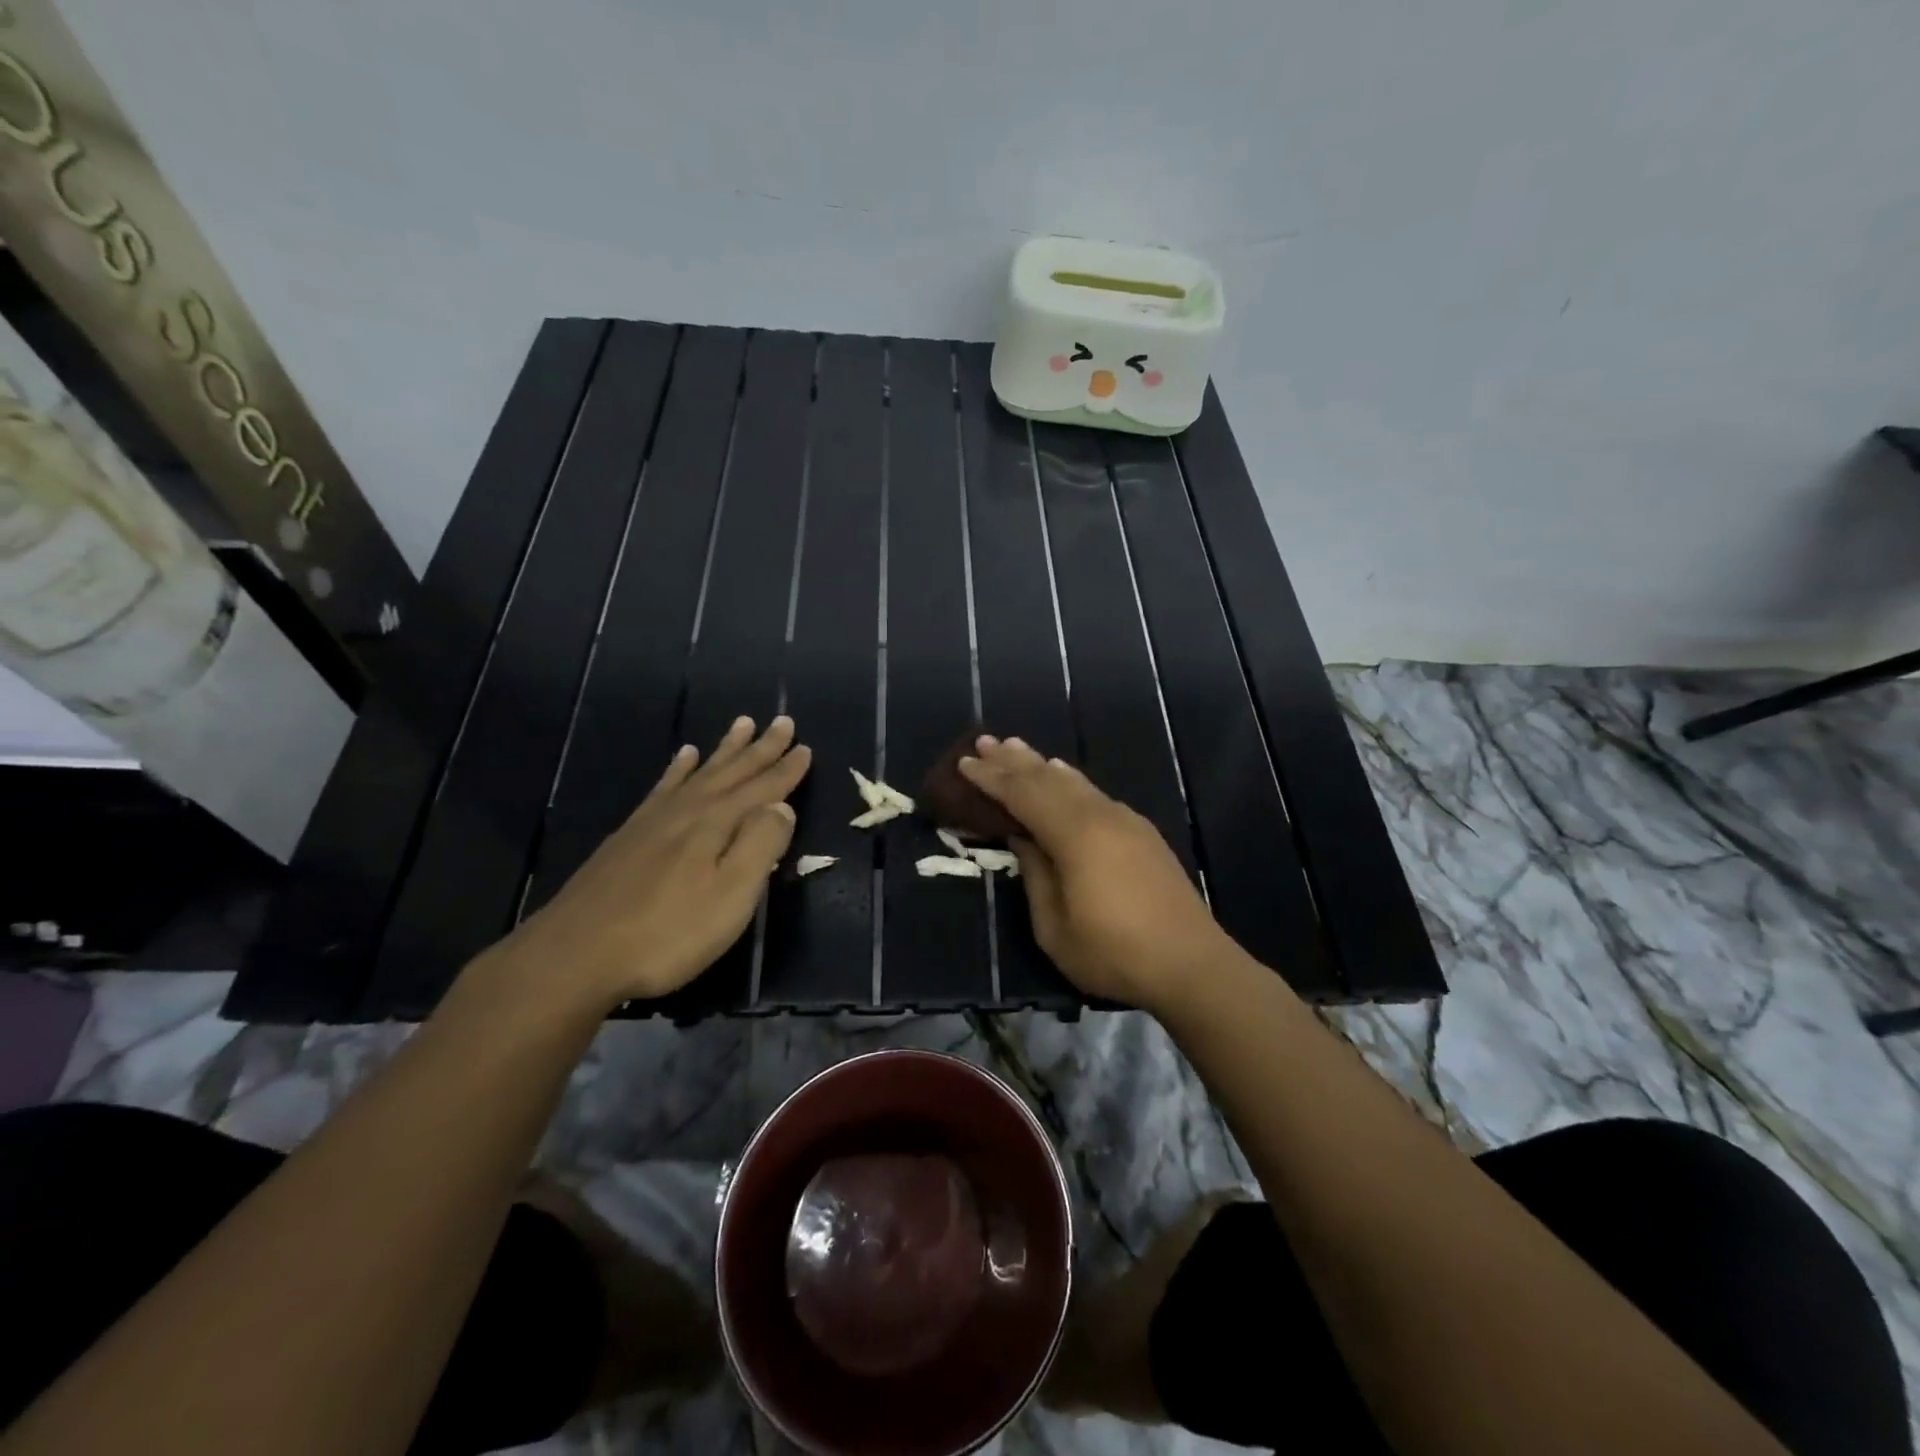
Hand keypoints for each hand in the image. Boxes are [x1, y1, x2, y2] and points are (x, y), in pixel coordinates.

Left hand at [486, 716, 810, 1009]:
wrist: (576, 954)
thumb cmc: (668, 933)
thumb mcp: (731, 896)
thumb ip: (760, 847)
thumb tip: (782, 808)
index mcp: (717, 824)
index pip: (762, 790)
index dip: (786, 770)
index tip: (806, 747)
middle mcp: (688, 810)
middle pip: (733, 772)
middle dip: (761, 748)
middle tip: (783, 721)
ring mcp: (655, 820)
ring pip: (700, 773)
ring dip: (725, 750)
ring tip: (741, 724)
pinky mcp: (630, 835)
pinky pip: (664, 787)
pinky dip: (678, 769)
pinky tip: (682, 757)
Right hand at [957, 736, 1238, 1010]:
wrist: (1192, 964)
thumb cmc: (1114, 953)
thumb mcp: (1055, 928)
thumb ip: (1035, 876)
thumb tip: (1022, 838)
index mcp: (1075, 836)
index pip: (1023, 796)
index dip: (991, 779)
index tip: (964, 764)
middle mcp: (1100, 816)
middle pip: (1048, 779)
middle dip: (1012, 760)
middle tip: (983, 741)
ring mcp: (1125, 821)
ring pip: (1074, 782)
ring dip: (1041, 764)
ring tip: (1015, 747)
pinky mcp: (1141, 833)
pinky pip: (1094, 793)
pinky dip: (1069, 780)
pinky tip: (1062, 775)